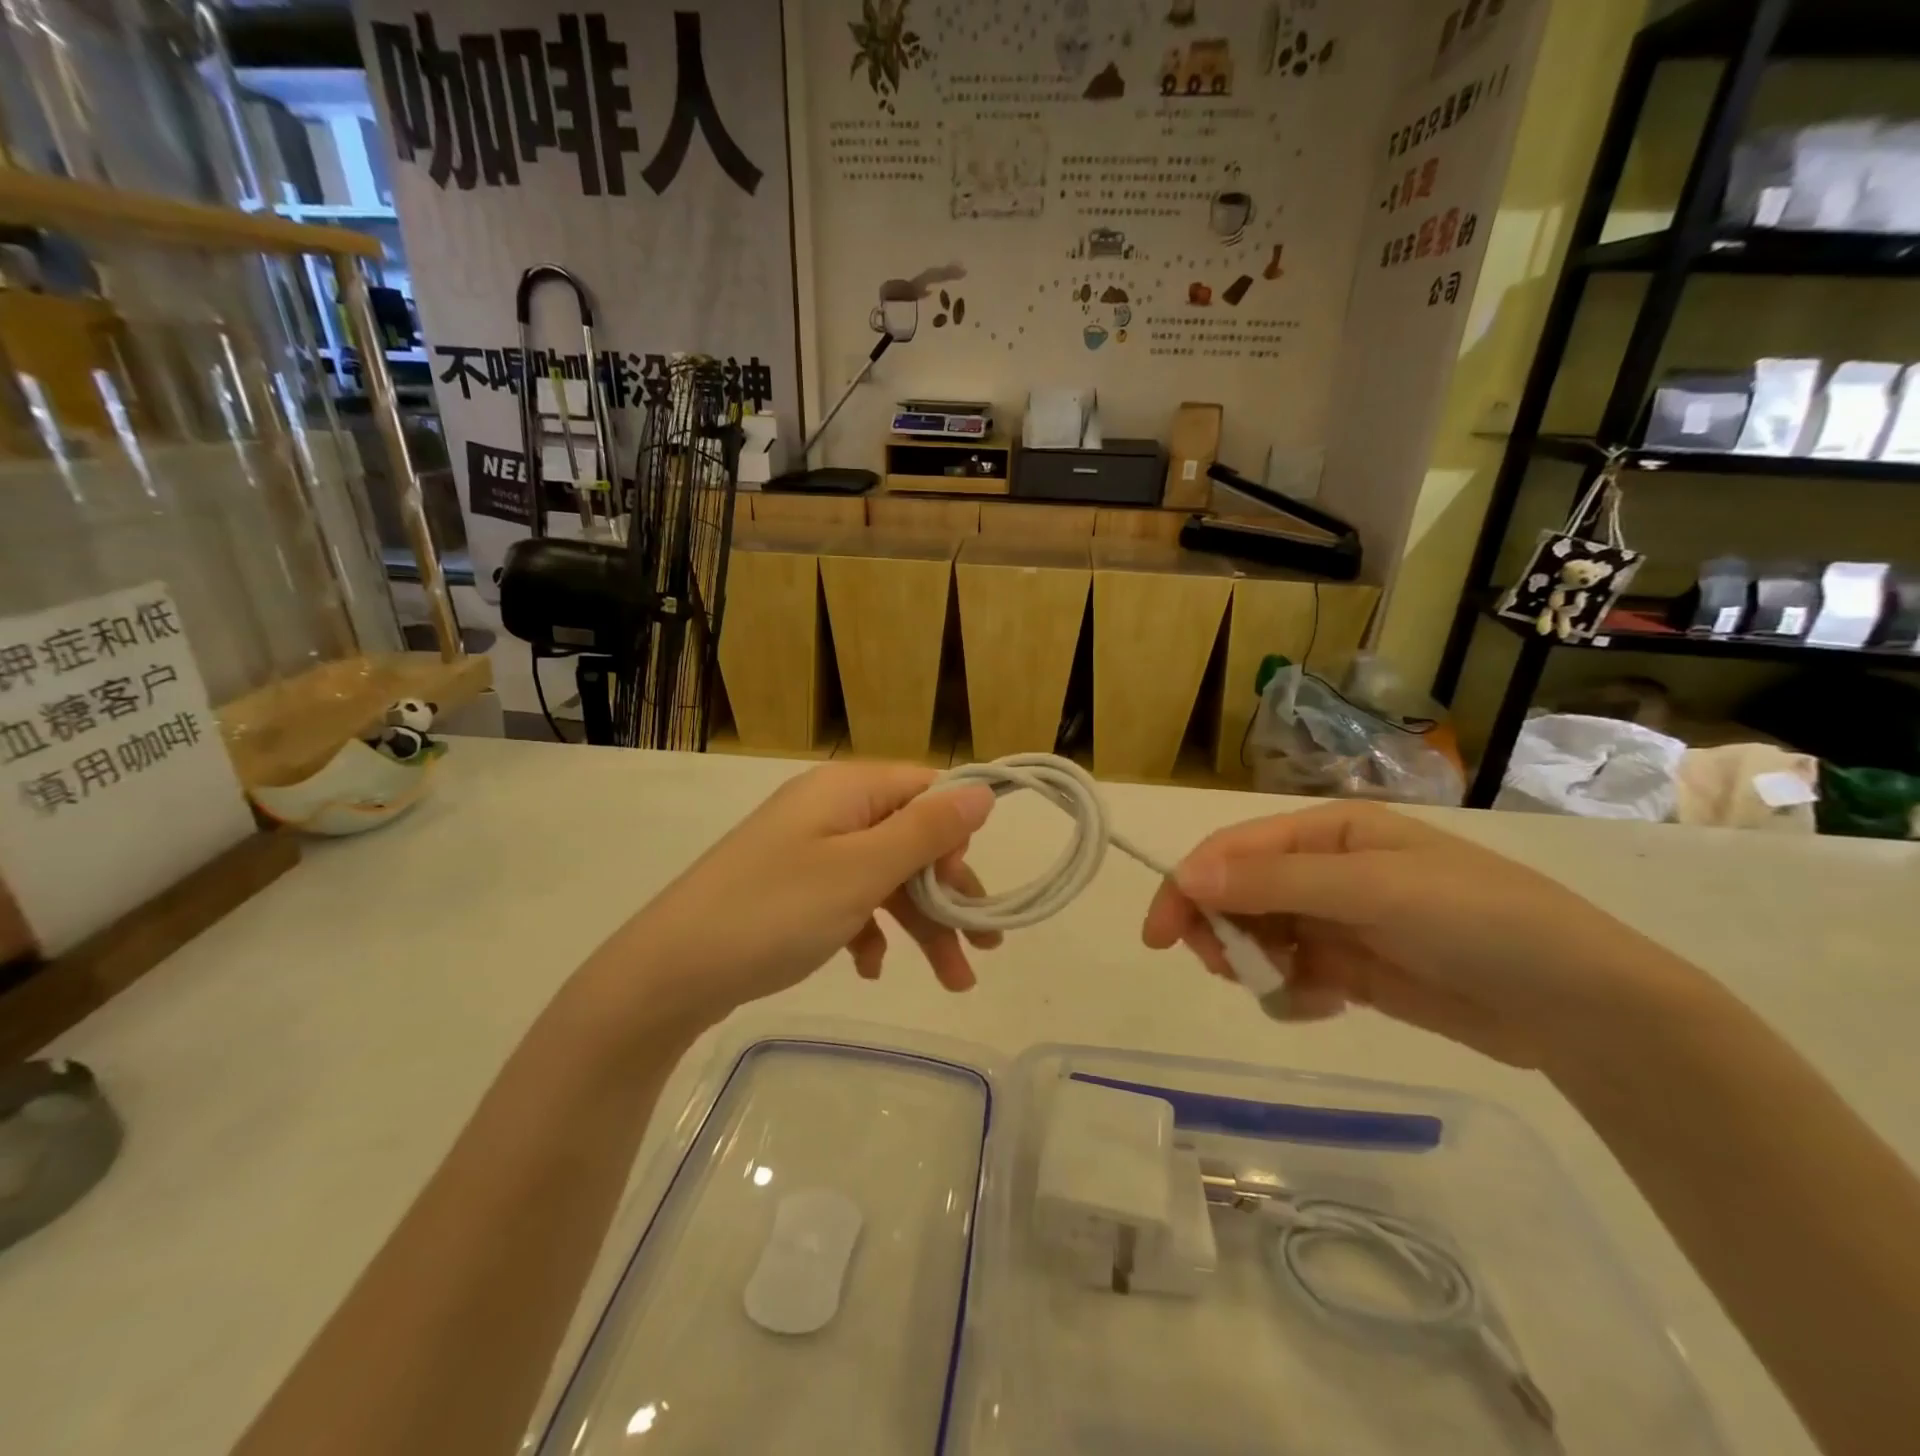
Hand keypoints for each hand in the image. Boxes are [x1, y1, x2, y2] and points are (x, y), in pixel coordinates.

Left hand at [620, 763, 998, 1024]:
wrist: (668, 973)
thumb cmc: (775, 911)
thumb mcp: (863, 871)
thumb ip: (928, 831)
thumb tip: (983, 790)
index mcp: (846, 789)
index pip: (926, 790)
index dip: (957, 835)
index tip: (971, 889)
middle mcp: (829, 810)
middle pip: (909, 839)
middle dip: (947, 895)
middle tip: (983, 948)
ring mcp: (806, 850)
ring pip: (883, 877)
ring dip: (919, 924)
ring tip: (952, 982)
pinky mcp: (790, 889)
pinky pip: (847, 899)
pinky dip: (869, 930)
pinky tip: (869, 969)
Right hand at [1141, 801, 1698, 1068]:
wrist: (1582, 1007)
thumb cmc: (1478, 921)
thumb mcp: (1372, 889)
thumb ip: (1275, 883)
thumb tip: (1185, 877)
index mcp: (1328, 831)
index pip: (1235, 850)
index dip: (1190, 884)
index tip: (1160, 933)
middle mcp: (1326, 870)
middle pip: (1239, 892)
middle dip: (1220, 927)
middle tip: (1224, 968)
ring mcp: (1339, 921)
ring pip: (1260, 936)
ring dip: (1253, 962)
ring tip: (1281, 990)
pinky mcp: (1354, 970)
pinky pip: (1292, 975)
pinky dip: (1290, 993)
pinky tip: (1321, 1007)